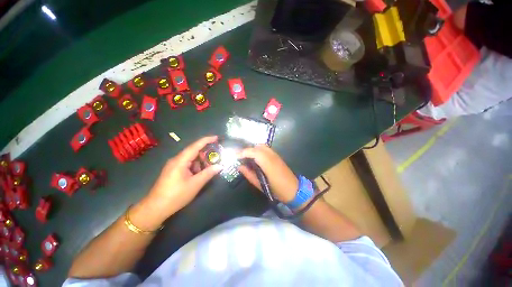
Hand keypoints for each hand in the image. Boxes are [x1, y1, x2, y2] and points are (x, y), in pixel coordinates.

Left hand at [142, 136, 222, 218]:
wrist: (155, 208)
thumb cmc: (176, 195)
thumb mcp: (195, 184)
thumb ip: (208, 173)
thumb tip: (220, 166)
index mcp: (180, 161)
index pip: (195, 146)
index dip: (206, 140)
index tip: (216, 138)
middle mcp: (176, 160)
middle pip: (193, 151)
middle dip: (206, 152)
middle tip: (217, 155)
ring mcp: (174, 165)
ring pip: (191, 158)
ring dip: (201, 160)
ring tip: (211, 165)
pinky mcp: (173, 171)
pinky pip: (187, 164)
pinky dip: (196, 166)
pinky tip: (201, 172)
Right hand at [238, 145, 297, 202]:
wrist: (294, 190)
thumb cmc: (276, 189)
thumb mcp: (260, 184)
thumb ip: (249, 174)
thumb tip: (239, 166)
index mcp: (267, 163)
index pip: (253, 152)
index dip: (243, 152)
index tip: (235, 156)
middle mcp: (272, 155)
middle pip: (257, 147)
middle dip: (248, 150)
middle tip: (241, 158)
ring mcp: (276, 155)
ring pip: (262, 146)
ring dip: (253, 150)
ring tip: (247, 158)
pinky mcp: (278, 156)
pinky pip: (266, 149)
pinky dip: (259, 151)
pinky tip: (256, 158)